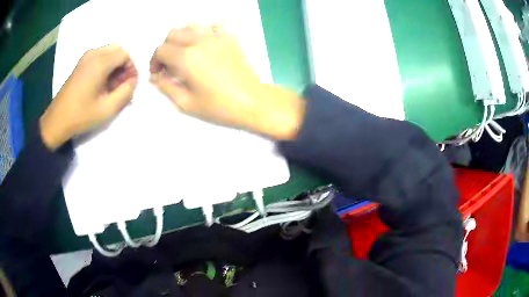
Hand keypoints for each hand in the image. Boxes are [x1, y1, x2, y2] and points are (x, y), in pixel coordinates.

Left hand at [40, 44, 137, 149]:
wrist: (57, 120)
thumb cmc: (81, 116)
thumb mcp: (106, 109)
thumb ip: (125, 93)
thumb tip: (133, 81)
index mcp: (100, 63)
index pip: (125, 55)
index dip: (131, 68)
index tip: (129, 85)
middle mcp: (93, 54)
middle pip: (118, 50)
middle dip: (124, 64)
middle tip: (121, 84)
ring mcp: (85, 57)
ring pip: (109, 52)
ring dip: (115, 65)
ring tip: (111, 85)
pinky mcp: (80, 63)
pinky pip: (100, 56)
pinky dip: (106, 65)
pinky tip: (101, 82)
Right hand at [149, 25, 304, 139]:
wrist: (253, 101)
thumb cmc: (219, 107)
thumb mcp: (186, 103)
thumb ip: (165, 86)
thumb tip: (154, 77)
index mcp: (187, 57)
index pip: (161, 50)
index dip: (154, 62)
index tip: (158, 73)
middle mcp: (199, 40)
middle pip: (172, 34)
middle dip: (166, 48)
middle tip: (169, 65)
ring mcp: (217, 35)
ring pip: (190, 26)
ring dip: (181, 37)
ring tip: (185, 53)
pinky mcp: (229, 36)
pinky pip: (211, 25)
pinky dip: (202, 31)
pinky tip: (204, 44)